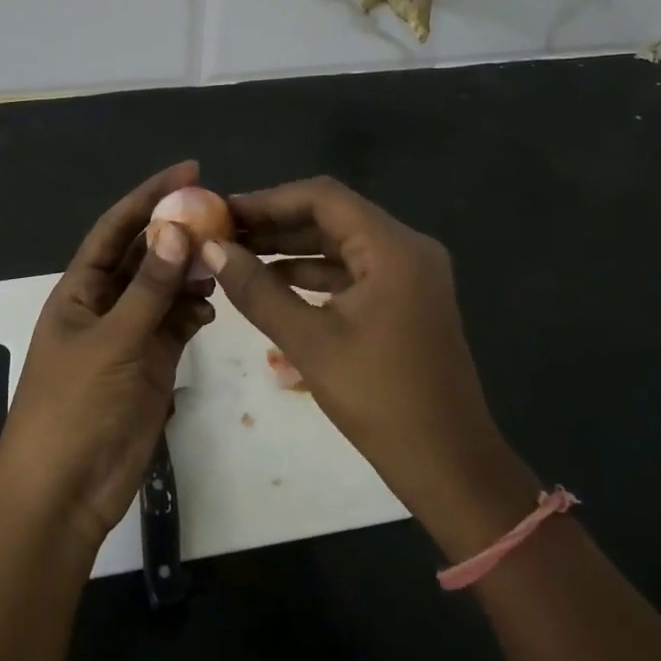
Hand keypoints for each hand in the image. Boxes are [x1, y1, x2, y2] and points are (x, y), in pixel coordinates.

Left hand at [0, 161, 215, 553]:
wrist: (65, 491)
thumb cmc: (74, 408)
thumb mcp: (112, 342)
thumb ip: (148, 289)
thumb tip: (175, 229)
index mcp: (80, 290)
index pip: (116, 228)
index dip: (149, 196)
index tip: (190, 171)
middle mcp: (105, 304)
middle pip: (144, 254)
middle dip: (177, 231)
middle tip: (221, 213)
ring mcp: (129, 335)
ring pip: (165, 289)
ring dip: (190, 272)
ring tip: (223, 260)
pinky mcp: (151, 364)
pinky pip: (176, 324)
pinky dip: (194, 311)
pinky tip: (210, 308)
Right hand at [201, 177, 536, 558]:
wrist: (448, 463)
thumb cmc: (379, 399)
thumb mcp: (309, 342)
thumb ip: (258, 290)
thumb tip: (212, 249)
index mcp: (393, 248)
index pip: (323, 197)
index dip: (269, 200)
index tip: (223, 212)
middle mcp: (406, 248)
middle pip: (332, 216)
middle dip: (277, 223)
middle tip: (223, 233)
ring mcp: (409, 273)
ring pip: (341, 242)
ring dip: (292, 247)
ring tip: (238, 254)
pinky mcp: (405, 297)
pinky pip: (353, 269)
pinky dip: (314, 271)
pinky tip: (273, 281)